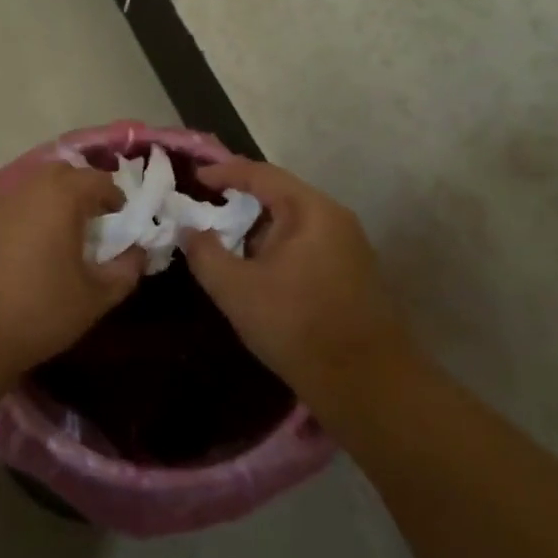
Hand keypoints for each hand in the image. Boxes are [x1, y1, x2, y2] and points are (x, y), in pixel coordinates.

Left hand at [0, 162, 142, 379]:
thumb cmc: (36, 310)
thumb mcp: (94, 298)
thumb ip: (125, 270)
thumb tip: (138, 252)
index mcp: (61, 194)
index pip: (99, 180)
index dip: (115, 199)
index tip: (119, 222)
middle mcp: (26, 184)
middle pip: (62, 175)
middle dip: (80, 193)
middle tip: (88, 225)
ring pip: (29, 188)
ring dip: (46, 203)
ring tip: (51, 238)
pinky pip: (4, 206)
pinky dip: (18, 217)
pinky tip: (16, 251)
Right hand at [181, 158, 411, 416]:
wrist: (368, 385)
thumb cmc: (297, 326)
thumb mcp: (236, 290)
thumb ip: (205, 253)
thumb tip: (189, 229)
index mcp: (310, 210)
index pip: (260, 174)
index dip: (224, 172)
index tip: (194, 178)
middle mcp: (334, 217)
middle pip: (280, 193)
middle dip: (240, 200)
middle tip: (207, 209)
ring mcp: (349, 244)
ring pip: (294, 219)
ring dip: (259, 226)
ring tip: (227, 240)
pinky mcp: (353, 270)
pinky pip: (307, 241)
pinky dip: (278, 244)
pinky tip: (260, 268)